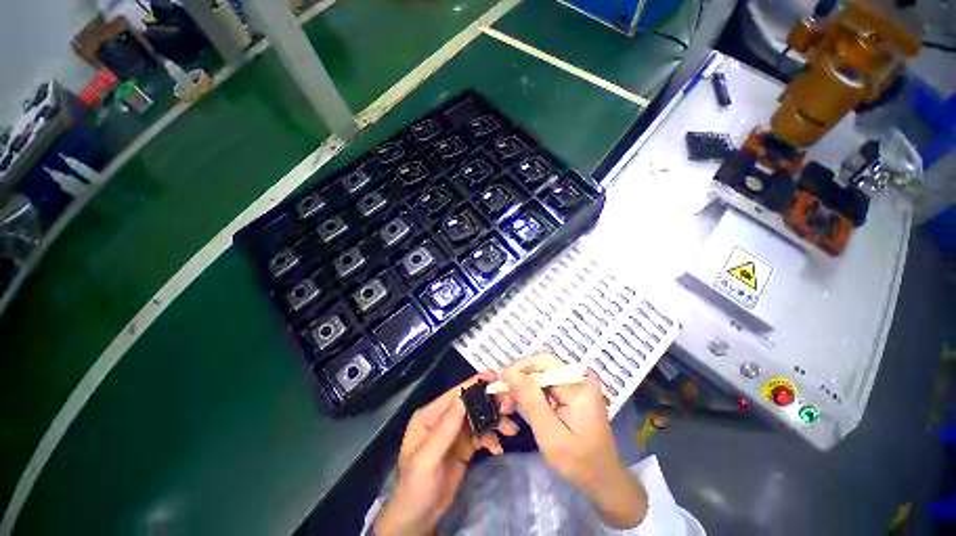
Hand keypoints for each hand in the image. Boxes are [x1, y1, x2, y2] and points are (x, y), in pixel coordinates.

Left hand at [373, 372, 518, 535]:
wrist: (417, 520)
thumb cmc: (415, 488)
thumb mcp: (427, 459)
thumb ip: (445, 429)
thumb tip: (463, 398)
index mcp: (430, 415)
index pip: (455, 394)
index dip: (475, 384)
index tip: (496, 378)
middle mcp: (443, 419)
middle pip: (471, 404)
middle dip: (490, 403)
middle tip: (510, 406)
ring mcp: (455, 433)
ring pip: (479, 418)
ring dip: (495, 421)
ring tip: (511, 430)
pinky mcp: (464, 447)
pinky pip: (481, 436)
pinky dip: (491, 438)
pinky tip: (498, 449)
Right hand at [501, 353, 646, 528]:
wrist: (603, 479)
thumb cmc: (578, 461)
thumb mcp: (550, 434)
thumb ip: (530, 400)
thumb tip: (509, 372)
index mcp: (579, 386)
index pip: (544, 362)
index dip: (520, 368)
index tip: (500, 382)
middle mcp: (581, 377)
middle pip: (542, 366)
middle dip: (520, 379)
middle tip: (503, 398)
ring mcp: (578, 383)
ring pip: (542, 374)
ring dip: (524, 387)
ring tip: (509, 404)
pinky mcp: (574, 391)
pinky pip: (548, 383)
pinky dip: (533, 393)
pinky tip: (522, 405)